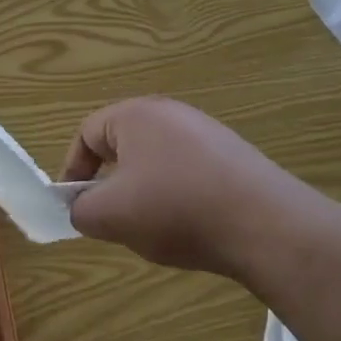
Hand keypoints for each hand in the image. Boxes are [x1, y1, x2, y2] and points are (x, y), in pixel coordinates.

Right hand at [61, 97, 317, 278]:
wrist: (266, 224)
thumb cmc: (176, 209)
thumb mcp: (112, 216)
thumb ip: (82, 210)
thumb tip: (83, 208)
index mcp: (134, 115)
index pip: (87, 133)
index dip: (74, 170)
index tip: (74, 206)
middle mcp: (169, 112)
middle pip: (123, 145)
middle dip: (112, 184)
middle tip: (114, 219)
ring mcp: (206, 131)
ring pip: (156, 161)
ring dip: (146, 193)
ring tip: (155, 228)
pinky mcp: (233, 155)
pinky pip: (189, 171)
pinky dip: (180, 196)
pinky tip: (193, 226)